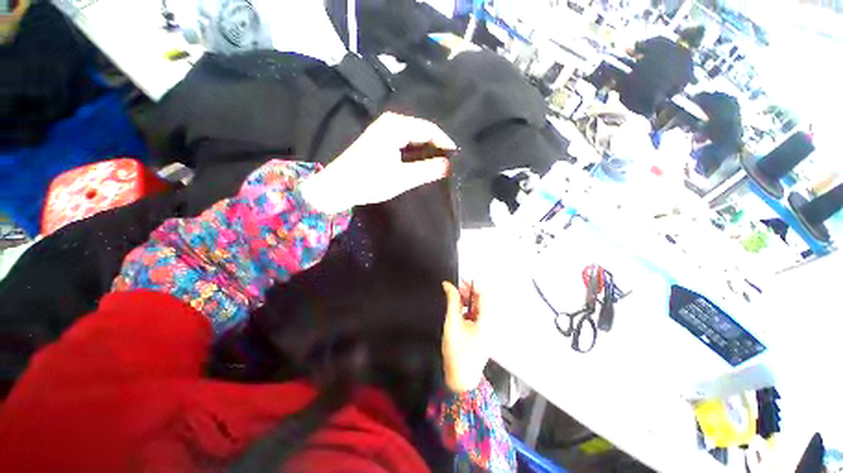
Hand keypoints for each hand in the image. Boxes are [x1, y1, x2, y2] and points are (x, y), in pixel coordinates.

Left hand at [299, 113, 453, 212]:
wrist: (337, 186)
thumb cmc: (369, 181)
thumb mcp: (402, 178)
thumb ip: (427, 170)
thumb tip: (449, 165)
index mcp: (396, 126)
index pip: (429, 129)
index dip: (445, 143)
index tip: (456, 158)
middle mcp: (390, 121)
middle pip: (422, 130)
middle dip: (436, 146)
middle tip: (448, 163)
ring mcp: (383, 129)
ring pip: (413, 136)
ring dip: (425, 149)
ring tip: (437, 164)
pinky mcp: (379, 138)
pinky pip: (404, 140)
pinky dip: (414, 150)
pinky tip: (420, 162)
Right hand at [441, 281, 488, 392]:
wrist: (460, 377)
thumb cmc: (457, 351)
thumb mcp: (452, 323)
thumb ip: (452, 301)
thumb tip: (448, 285)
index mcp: (486, 320)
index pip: (483, 295)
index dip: (473, 284)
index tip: (461, 280)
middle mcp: (489, 322)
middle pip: (482, 300)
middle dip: (469, 291)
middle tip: (455, 287)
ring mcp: (486, 327)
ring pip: (478, 306)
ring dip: (468, 299)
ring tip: (455, 296)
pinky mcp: (481, 331)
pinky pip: (476, 314)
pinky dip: (468, 308)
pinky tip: (458, 308)